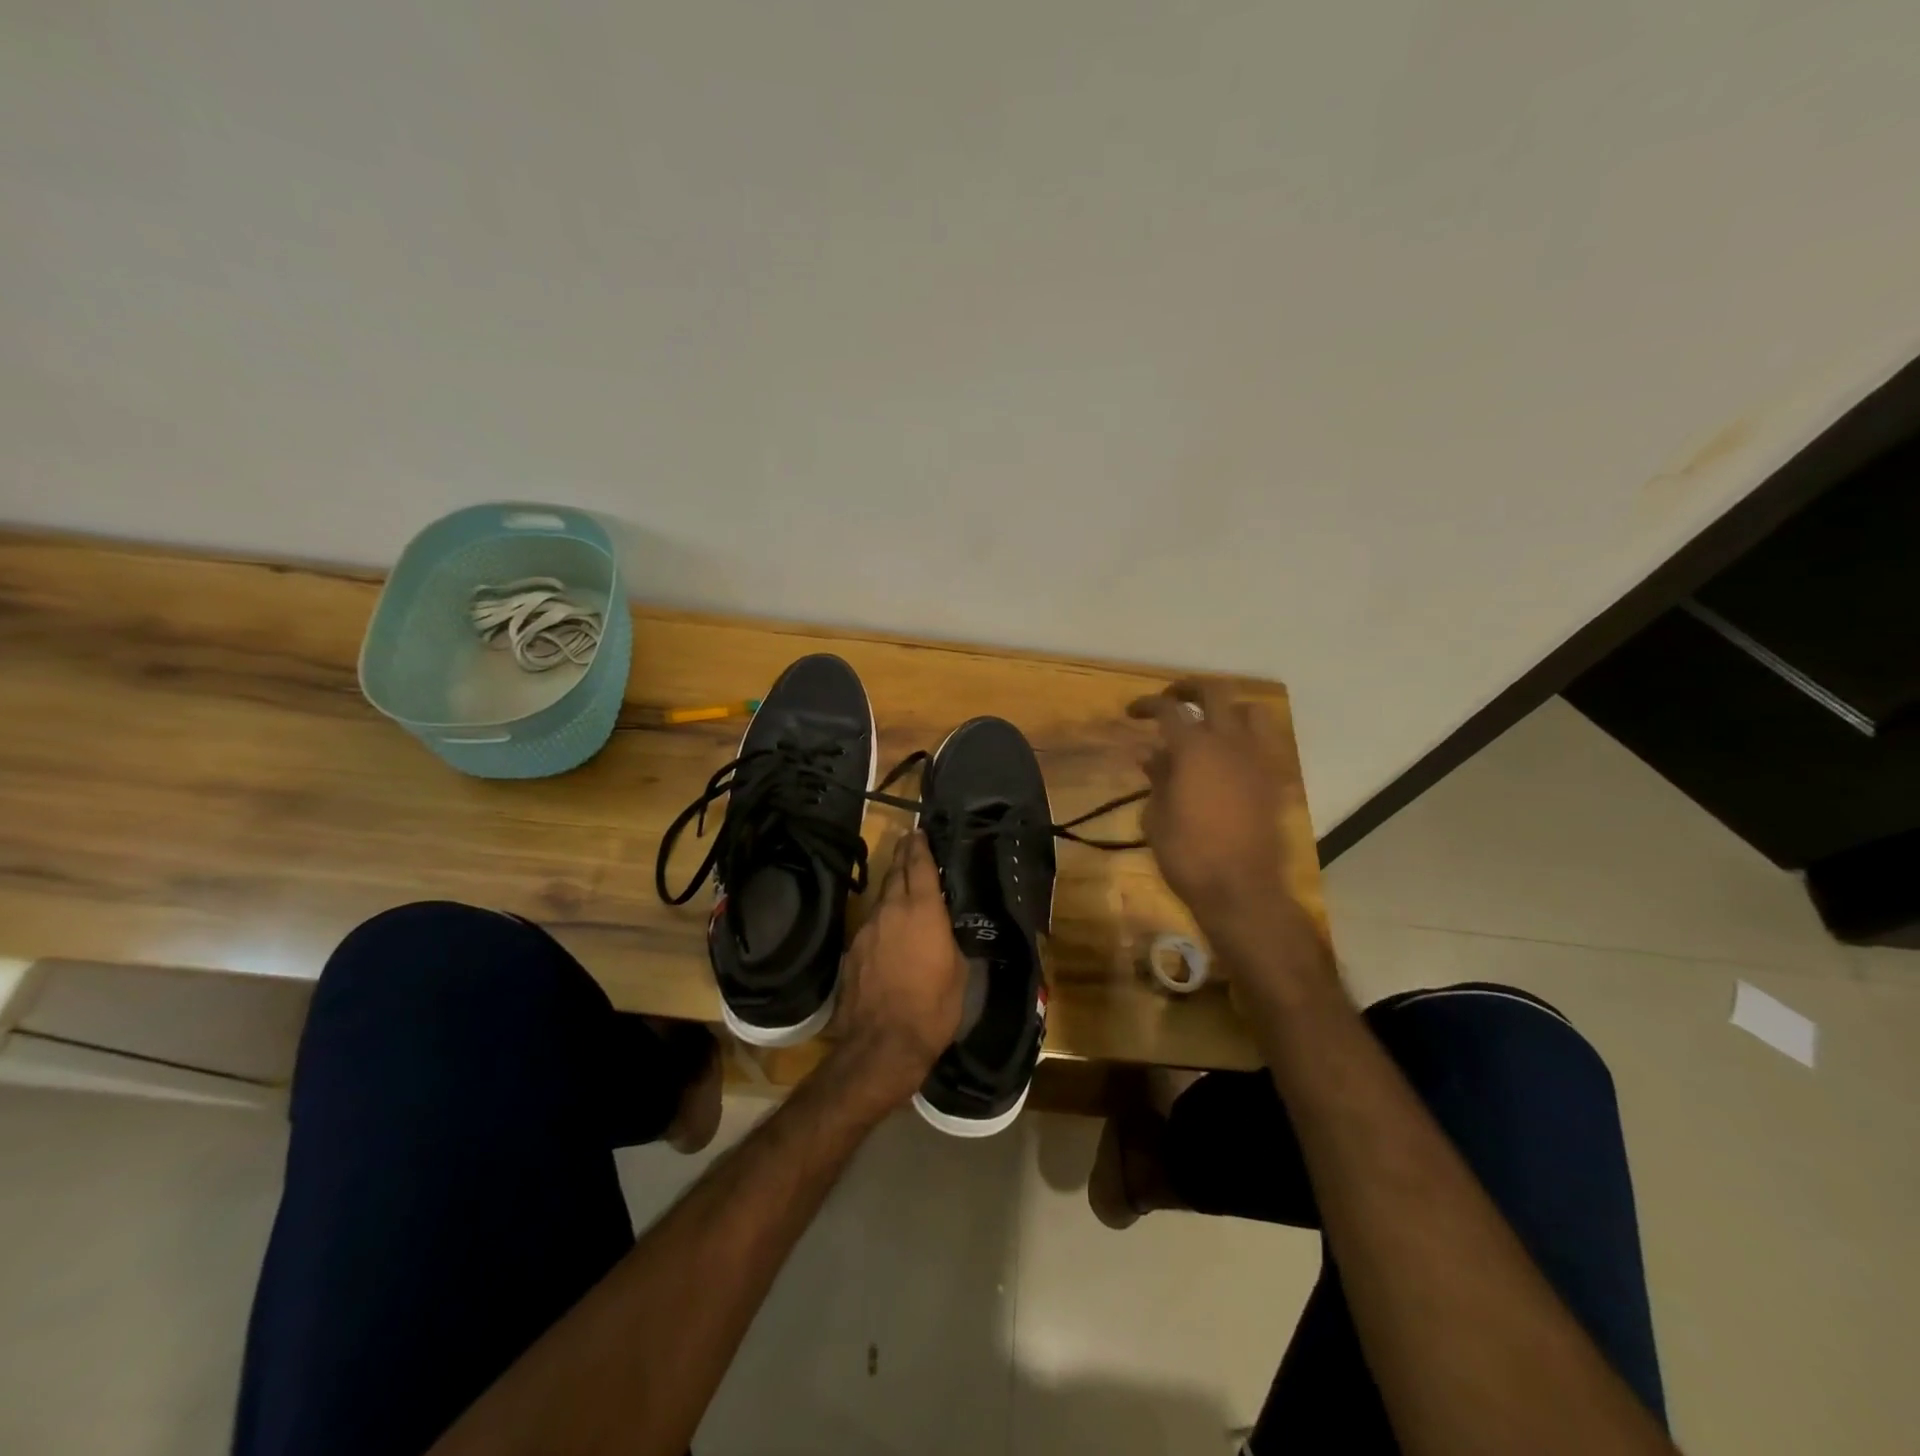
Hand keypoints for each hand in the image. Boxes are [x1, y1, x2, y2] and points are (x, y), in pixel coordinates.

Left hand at [826, 830, 966, 1113]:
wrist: (883, 1043)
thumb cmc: (933, 1007)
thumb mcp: (958, 970)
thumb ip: (950, 939)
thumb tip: (945, 927)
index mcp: (923, 910)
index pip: (920, 866)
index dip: (920, 846)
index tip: (919, 832)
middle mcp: (891, 910)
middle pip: (895, 873)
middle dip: (903, 856)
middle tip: (909, 844)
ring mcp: (867, 929)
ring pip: (881, 898)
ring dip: (892, 887)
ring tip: (902, 885)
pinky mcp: (852, 950)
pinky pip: (871, 924)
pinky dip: (882, 918)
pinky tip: (888, 929)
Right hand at [1128, 681, 1324, 997]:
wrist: (1241, 891)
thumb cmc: (1187, 855)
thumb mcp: (1156, 816)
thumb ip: (1157, 777)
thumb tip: (1150, 754)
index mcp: (1195, 748)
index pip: (1169, 710)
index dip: (1148, 705)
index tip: (1133, 712)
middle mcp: (1230, 742)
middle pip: (1215, 691)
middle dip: (1190, 688)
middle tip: (1172, 698)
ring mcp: (1258, 759)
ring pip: (1250, 711)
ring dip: (1227, 709)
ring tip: (1209, 723)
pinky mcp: (1274, 780)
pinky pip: (1264, 744)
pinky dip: (1245, 739)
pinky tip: (1229, 758)